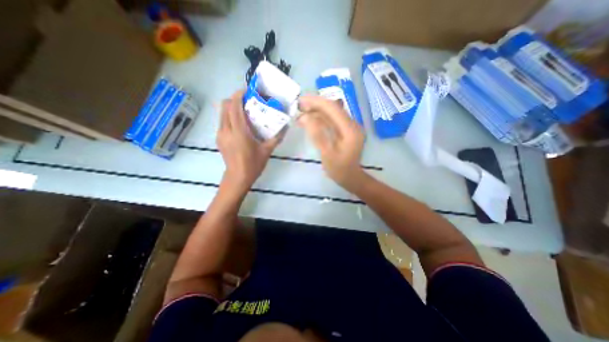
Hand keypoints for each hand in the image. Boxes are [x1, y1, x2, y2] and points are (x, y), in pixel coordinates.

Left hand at [216, 89, 282, 194]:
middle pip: (224, 106)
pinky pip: (222, 121)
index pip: (234, 106)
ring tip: (244, 111)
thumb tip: (286, 126)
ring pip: (221, 113)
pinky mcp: (219, 138)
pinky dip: (229, 116)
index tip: (247, 91)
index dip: (238, 95)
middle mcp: (226, 130)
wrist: (238, 178)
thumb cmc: (253, 164)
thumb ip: (277, 137)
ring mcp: (220, 134)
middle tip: (247, 101)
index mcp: (239, 132)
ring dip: (231, 108)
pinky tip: (240, 124)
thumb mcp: (267, 150)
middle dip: (234, 99)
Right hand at [296, 95, 363, 188]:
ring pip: (332, 113)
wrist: (350, 177)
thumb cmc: (339, 169)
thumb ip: (317, 135)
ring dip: (317, 111)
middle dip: (315, 105)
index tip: (301, 100)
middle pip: (333, 108)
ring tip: (301, 114)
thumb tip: (305, 117)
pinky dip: (321, 119)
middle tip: (298, 107)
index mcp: (350, 129)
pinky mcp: (346, 130)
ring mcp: (350, 127)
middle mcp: (352, 124)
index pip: (333, 108)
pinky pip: (332, 120)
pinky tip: (310, 121)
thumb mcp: (327, 154)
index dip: (316, 102)